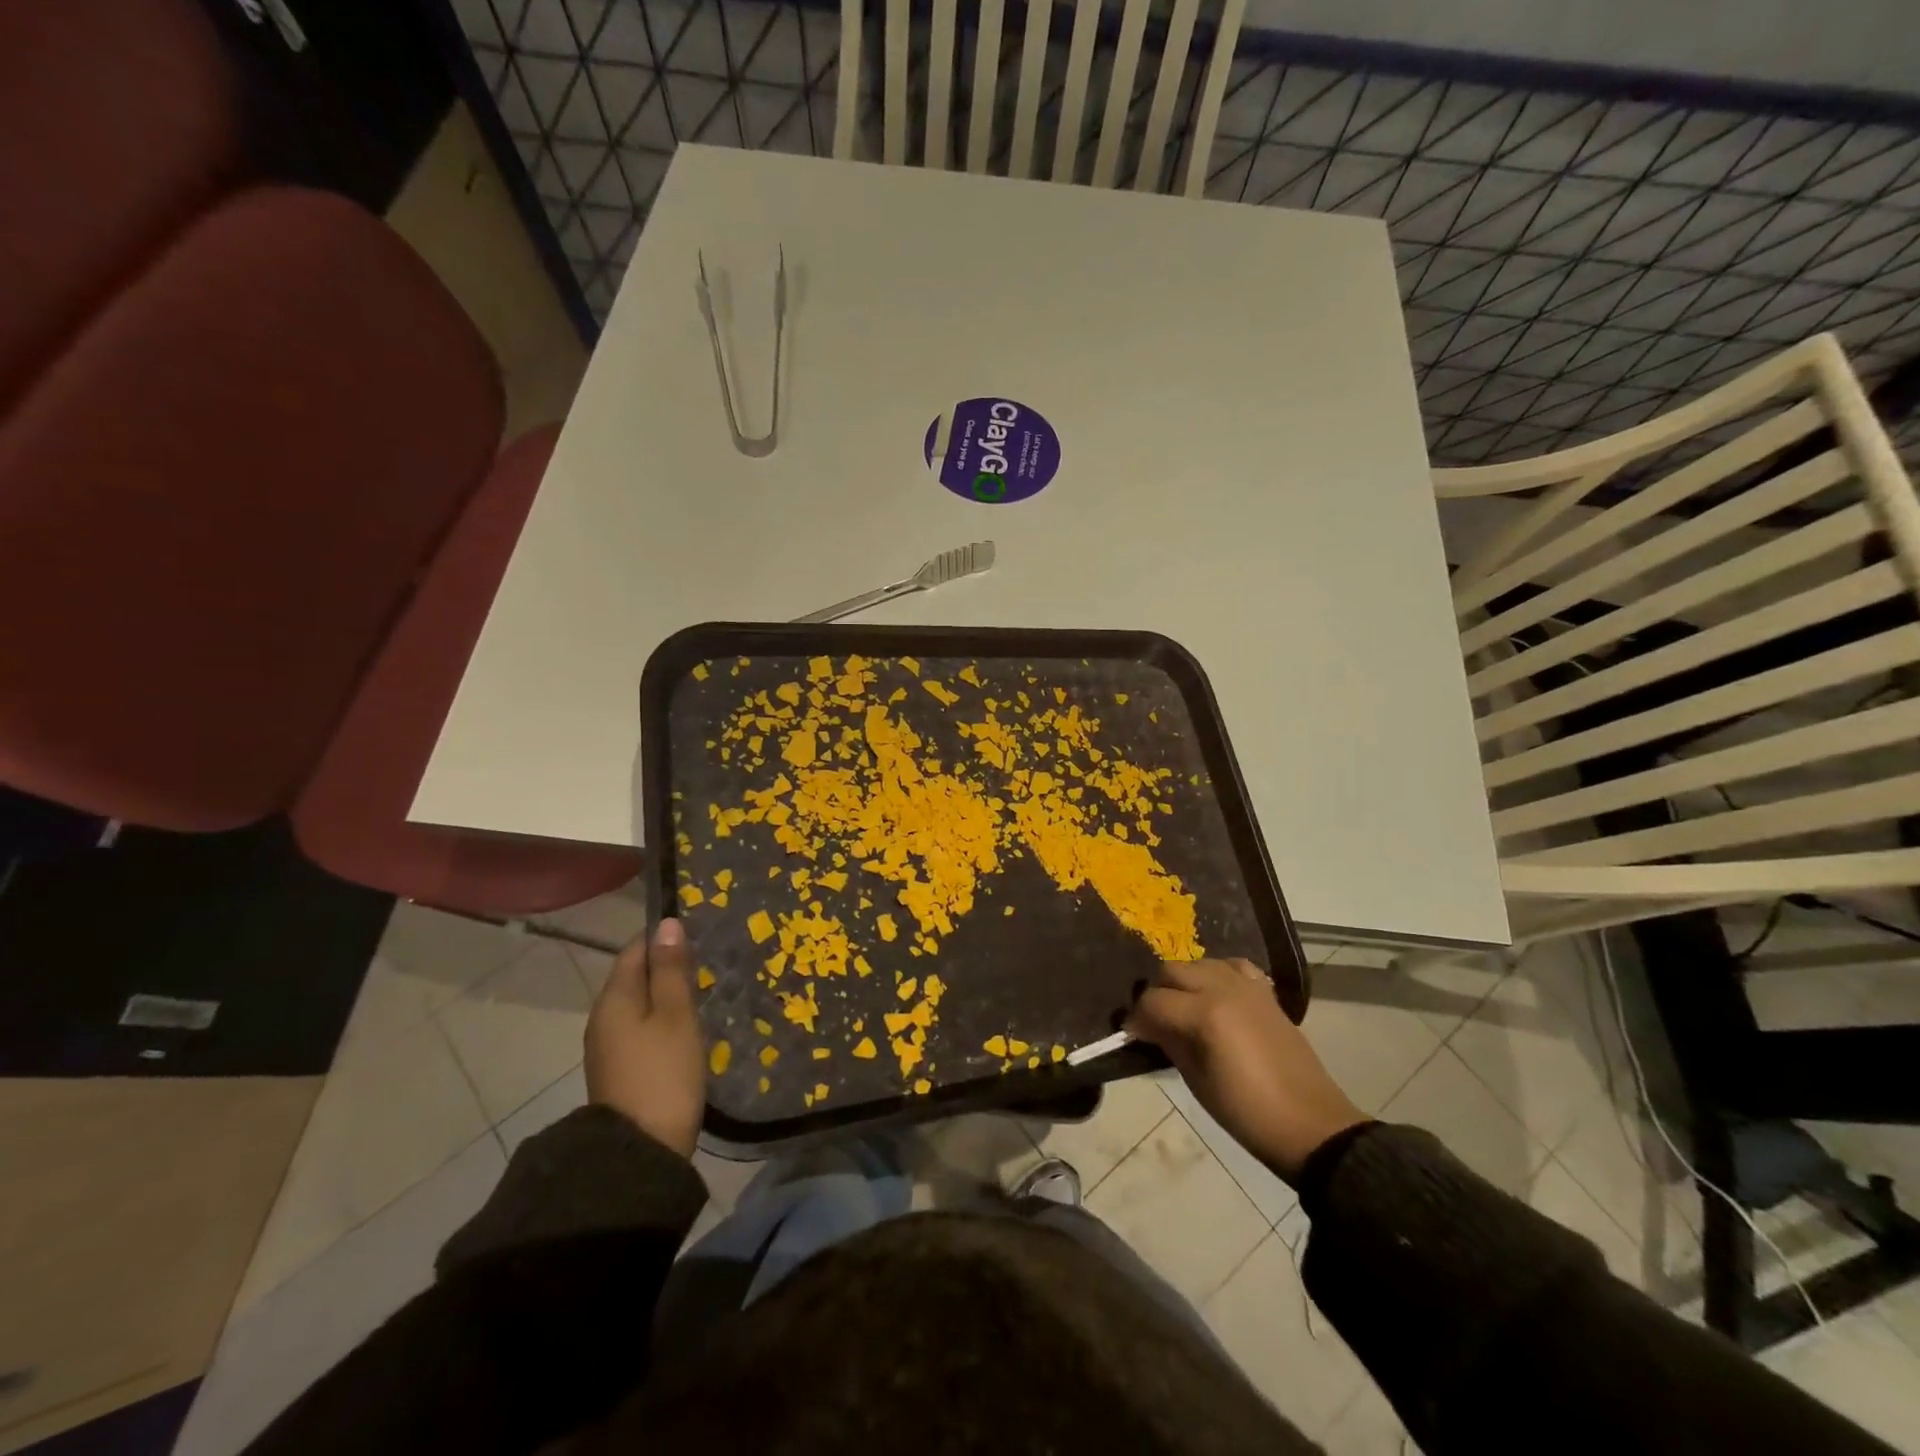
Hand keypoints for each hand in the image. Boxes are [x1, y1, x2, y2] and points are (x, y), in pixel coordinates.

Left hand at [584, 919, 705, 1157]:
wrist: (639, 1152)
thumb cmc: (663, 1072)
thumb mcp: (675, 1015)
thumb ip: (671, 970)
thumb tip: (667, 924)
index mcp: (614, 998)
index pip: (635, 949)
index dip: (663, 937)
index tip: (698, 931)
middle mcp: (603, 1017)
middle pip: (634, 977)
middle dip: (666, 965)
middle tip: (708, 960)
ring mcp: (608, 1047)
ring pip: (638, 1004)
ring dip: (665, 994)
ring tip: (702, 990)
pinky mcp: (619, 1070)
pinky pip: (640, 1029)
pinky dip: (661, 1020)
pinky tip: (685, 1027)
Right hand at [1127, 958, 1365, 1181]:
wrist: (1310, 1125)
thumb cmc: (1247, 1112)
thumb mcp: (1197, 1082)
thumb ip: (1170, 1043)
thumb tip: (1147, 1026)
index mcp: (1205, 1014)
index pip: (1153, 1001)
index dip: (1137, 1018)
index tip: (1133, 1035)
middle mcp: (1224, 989)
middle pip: (1173, 971)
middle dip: (1157, 993)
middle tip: (1155, 1022)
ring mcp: (1248, 987)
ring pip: (1200, 963)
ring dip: (1185, 982)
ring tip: (1184, 1009)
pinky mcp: (1266, 993)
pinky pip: (1233, 967)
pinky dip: (1218, 975)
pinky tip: (1216, 997)